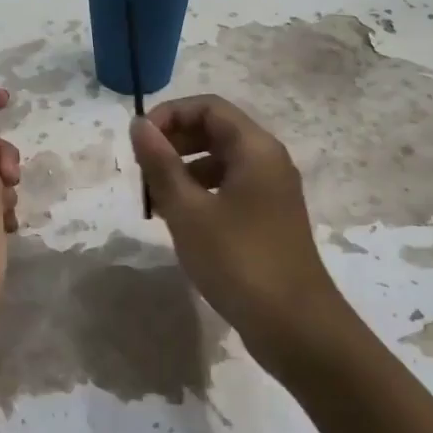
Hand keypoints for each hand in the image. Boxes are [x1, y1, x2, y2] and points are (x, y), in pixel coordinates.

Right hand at [130, 95, 353, 372]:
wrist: (294, 325)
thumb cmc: (238, 260)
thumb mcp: (188, 211)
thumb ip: (160, 164)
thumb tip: (139, 124)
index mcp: (255, 148)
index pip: (208, 107)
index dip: (169, 115)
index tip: (138, 141)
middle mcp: (268, 161)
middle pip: (215, 131)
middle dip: (174, 142)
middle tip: (142, 171)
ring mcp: (271, 192)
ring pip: (220, 162)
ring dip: (183, 170)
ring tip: (155, 200)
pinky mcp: (268, 219)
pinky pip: (229, 189)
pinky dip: (200, 194)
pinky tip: (180, 221)